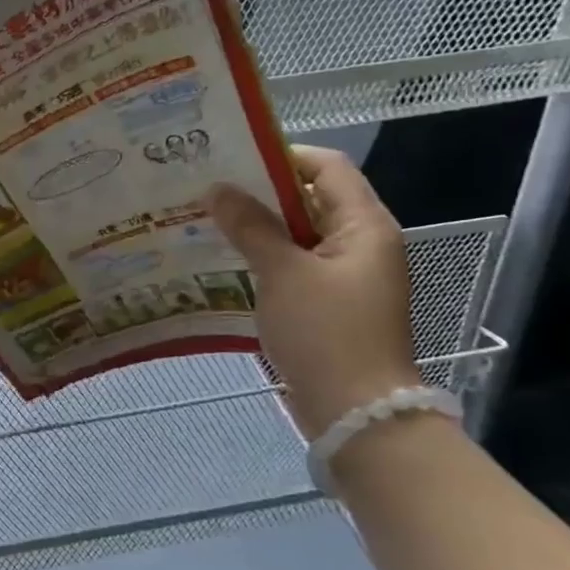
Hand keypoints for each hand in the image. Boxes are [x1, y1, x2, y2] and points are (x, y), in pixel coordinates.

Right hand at [206, 147, 419, 436]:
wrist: (357, 413)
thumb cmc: (326, 333)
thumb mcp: (283, 272)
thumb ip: (250, 226)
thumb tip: (217, 189)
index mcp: (364, 226)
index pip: (327, 167)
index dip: (281, 156)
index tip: (231, 159)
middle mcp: (360, 244)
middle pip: (310, 199)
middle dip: (259, 192)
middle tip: (206, 189)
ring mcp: (345, 277)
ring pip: (297, 235)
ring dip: (256, 227)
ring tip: (204, 220)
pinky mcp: (329, 305)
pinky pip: (293, 266)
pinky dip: (262, 258)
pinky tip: (222, 261)